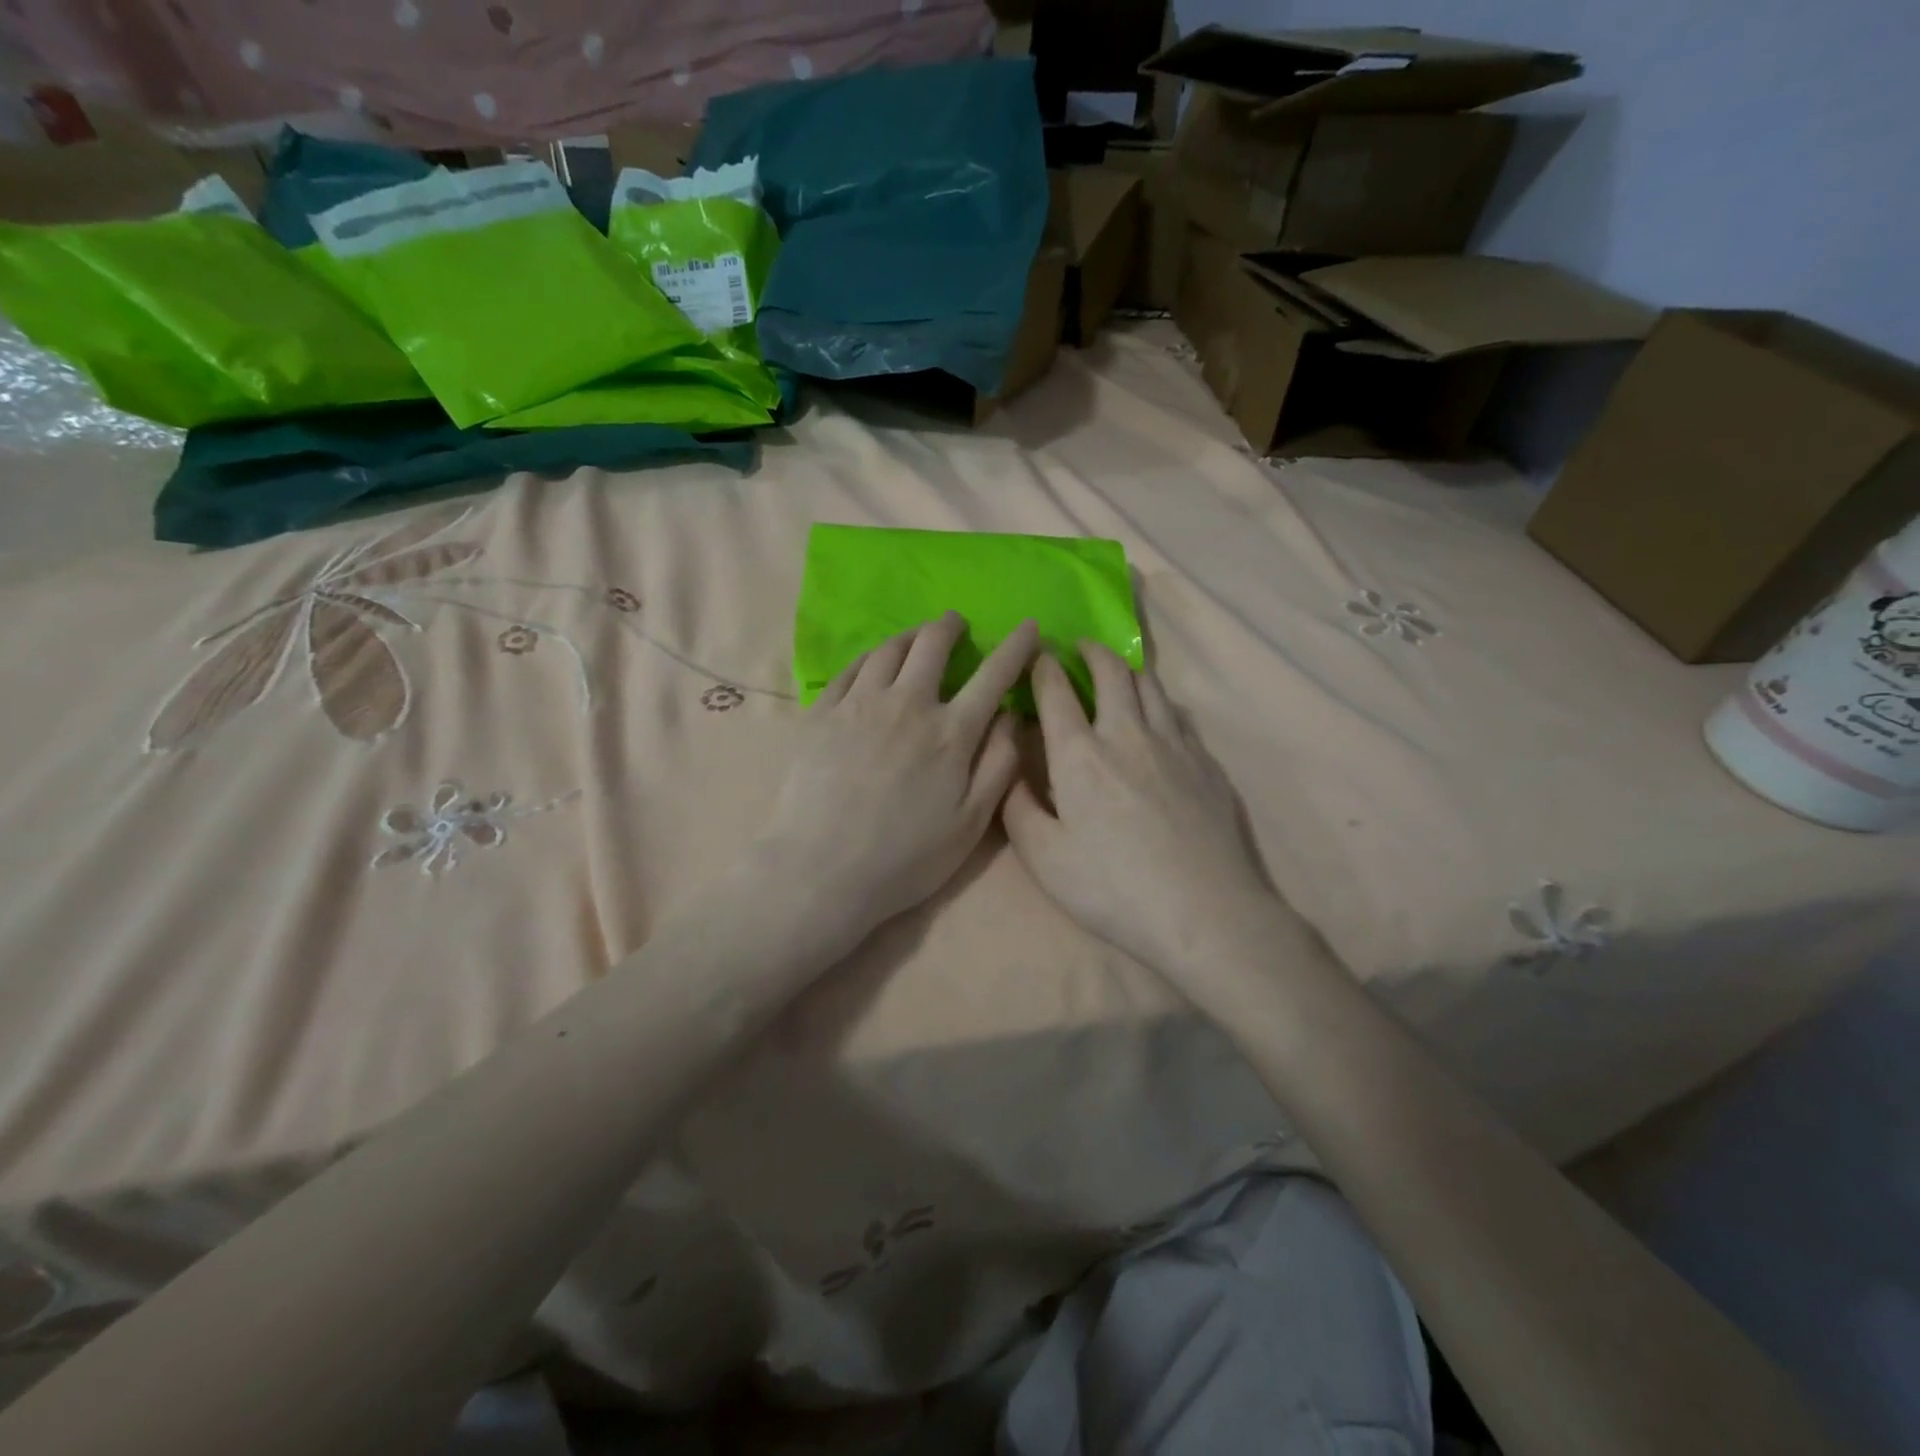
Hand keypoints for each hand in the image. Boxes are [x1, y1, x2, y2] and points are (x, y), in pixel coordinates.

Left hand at [756, 612, 1037, 955]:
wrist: (820, 869)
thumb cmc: (904, 858)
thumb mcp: (970, 824)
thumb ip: (999, 766)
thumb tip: (1013, 717)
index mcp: (950, 733)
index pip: (993, 675)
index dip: (1015, 647)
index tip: (1028, 627)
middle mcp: (907, 704)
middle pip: (932, 644)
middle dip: (950, 626)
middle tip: (955, 623)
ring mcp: (859, 703)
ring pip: (889, 649)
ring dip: (909, 635)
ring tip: (916, 636)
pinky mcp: (822, 712)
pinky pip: (850, 668)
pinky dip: (870, 656)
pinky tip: (873, 661)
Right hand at [1002, 645, 1284, 982]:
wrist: (1205, 912)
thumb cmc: (1113, 888)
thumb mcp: (1044, 858)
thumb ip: (1017, 806)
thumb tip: (1009, 766)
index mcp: (1080, 755)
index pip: (1056, 692)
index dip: (1042, 666)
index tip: (1036, 654)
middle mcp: (1128, 734)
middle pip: (1112, 673)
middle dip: (1091, 652)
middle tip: (1079, 648)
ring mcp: (1175, 745)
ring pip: (1151, 687)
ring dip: (1128, 670)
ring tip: (1118, 672)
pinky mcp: (1207, 763)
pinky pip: (1179, 715)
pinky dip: (1160, 702)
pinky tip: (1159, 717)